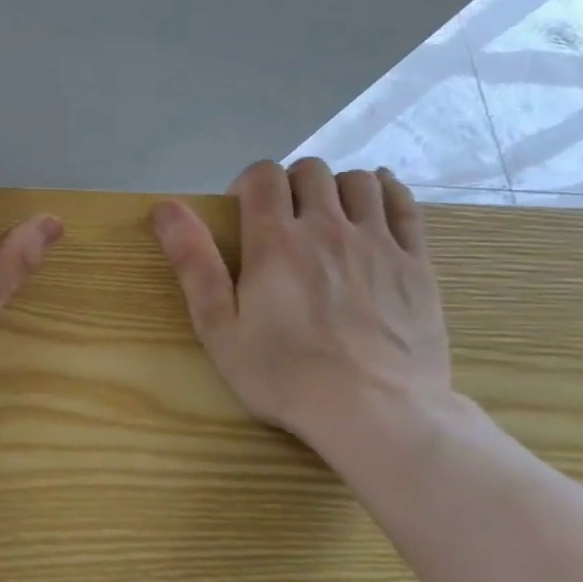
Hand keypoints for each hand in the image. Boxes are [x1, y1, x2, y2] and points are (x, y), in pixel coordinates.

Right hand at [151, 158, 452, 449]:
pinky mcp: (417, 262)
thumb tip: (165, 208)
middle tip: (282, 220)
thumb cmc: (282, 374)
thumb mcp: (219, 327)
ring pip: (358, 181)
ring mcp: (378, 242)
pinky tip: (373, 206)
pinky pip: (404, 204)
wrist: (375, 410)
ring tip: (327, 217)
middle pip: (310, 171)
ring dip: (336, 188)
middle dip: (290, 184)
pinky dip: (385, 192)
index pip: (262, 176)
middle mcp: (327, 228)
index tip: (242, 215)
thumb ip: (193, 263)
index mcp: (275, 242)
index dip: (247, 184)